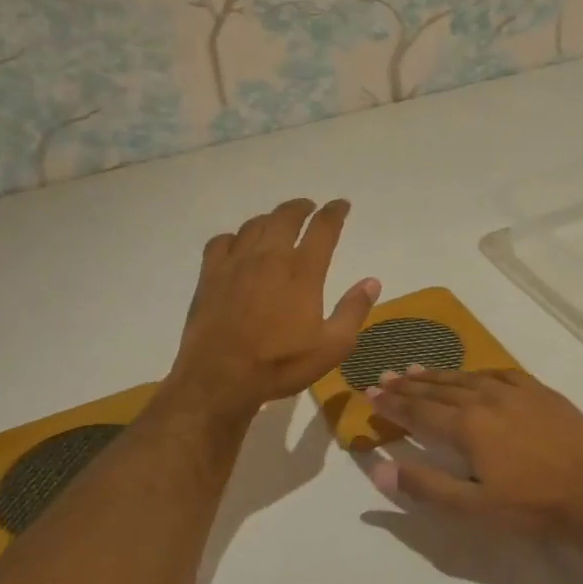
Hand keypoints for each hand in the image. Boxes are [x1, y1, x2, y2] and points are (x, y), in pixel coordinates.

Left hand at [169, 198, 379, 414]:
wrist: (220, 377)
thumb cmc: (282, 364)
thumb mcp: (333, 346)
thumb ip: (353, 310)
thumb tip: (372, 282)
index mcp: (303, 271)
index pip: (323, 228)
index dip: (335, 212)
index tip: (341, 205)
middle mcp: (270, 257)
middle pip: (286, 217)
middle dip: (301, 208)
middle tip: (309, 208)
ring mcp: (236, 263)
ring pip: (255, 225)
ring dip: (270, 218)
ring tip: (278, 223)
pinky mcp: (210, 275)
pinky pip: (221, 241)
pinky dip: (234, 237)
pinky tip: (238, 245)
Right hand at [365, 368, 582, 537]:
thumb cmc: (531, 506)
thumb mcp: (472, 508)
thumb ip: (424, 486)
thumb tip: (378, 469)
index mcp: (466, 426)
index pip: (418, 411)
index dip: (392, 403)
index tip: (369, 393)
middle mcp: (486, 399)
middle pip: (439, 389)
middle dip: (408, 385)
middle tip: (385, 376)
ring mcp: (517, 392)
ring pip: (468, 377)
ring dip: (439, 375)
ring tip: (416, 369)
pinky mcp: (542, 392)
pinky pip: (501, 373)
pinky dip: (479, 372)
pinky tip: (474, 374)